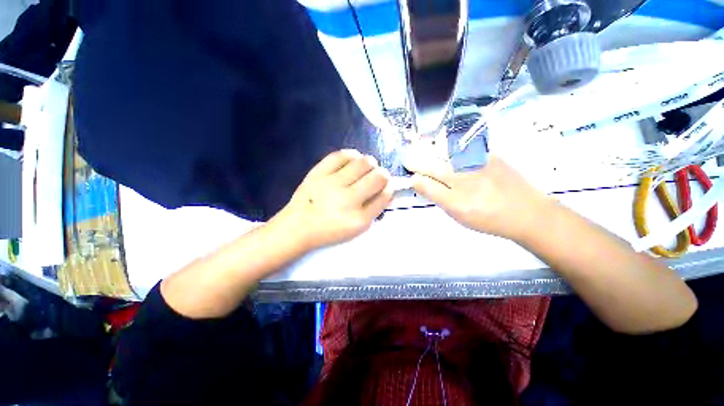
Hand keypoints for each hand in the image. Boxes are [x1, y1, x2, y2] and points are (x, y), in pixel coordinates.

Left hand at [272, 149, 392, 250]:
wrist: (298, 226)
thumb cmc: (330, 230)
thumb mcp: (356, 228)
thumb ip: (374, 210)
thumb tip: (386, 190)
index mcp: (359, 218)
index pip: (385, 195)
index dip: (389, 188)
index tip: (386, 186)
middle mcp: (348, 199)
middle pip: (378, 176)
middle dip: (383, 174)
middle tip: (377, 176)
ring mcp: (332, 183)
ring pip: (364, 162)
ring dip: (370, 163)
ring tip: (366, 168)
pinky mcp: (319, 172)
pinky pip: (341, 155)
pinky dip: (352, 155)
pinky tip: (352, 160)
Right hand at [410, 156, 553, 240]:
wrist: (528, 213)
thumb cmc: (487, 216)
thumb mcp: (455, 210)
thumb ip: (433, 192)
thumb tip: (416, 179)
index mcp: (452, 177)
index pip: (425, 168)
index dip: (413, 166)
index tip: (405, 164)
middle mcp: (462, 162)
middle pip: (435, 156)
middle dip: (422, 158)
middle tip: (412, 159)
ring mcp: (478, 156)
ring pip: (449, 151)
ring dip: (436, 153)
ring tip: (431, 158)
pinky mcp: (491, 155)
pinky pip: (466, 149)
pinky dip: (455, 152)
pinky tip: (455, 158)